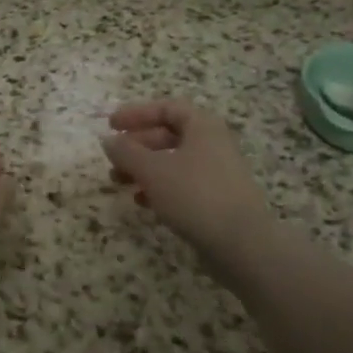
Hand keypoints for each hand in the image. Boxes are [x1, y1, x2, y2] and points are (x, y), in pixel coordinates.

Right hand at [102, 100, 278, 267]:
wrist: (243, 244)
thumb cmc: (196, 196)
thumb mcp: (153, 171)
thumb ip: (127, 153)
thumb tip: (108, 140)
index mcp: (202, 126)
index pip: (166, 108)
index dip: (136, 114)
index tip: (111, 125)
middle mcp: (213, 143)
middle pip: (169, 135)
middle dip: (137, 146)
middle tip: (113, 159)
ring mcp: (218, 172)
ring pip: (173, 162)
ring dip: (144, 169)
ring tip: (118, 183)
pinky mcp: (218, 199)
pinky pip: (183, 184)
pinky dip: (160, 188)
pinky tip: (142, 202)